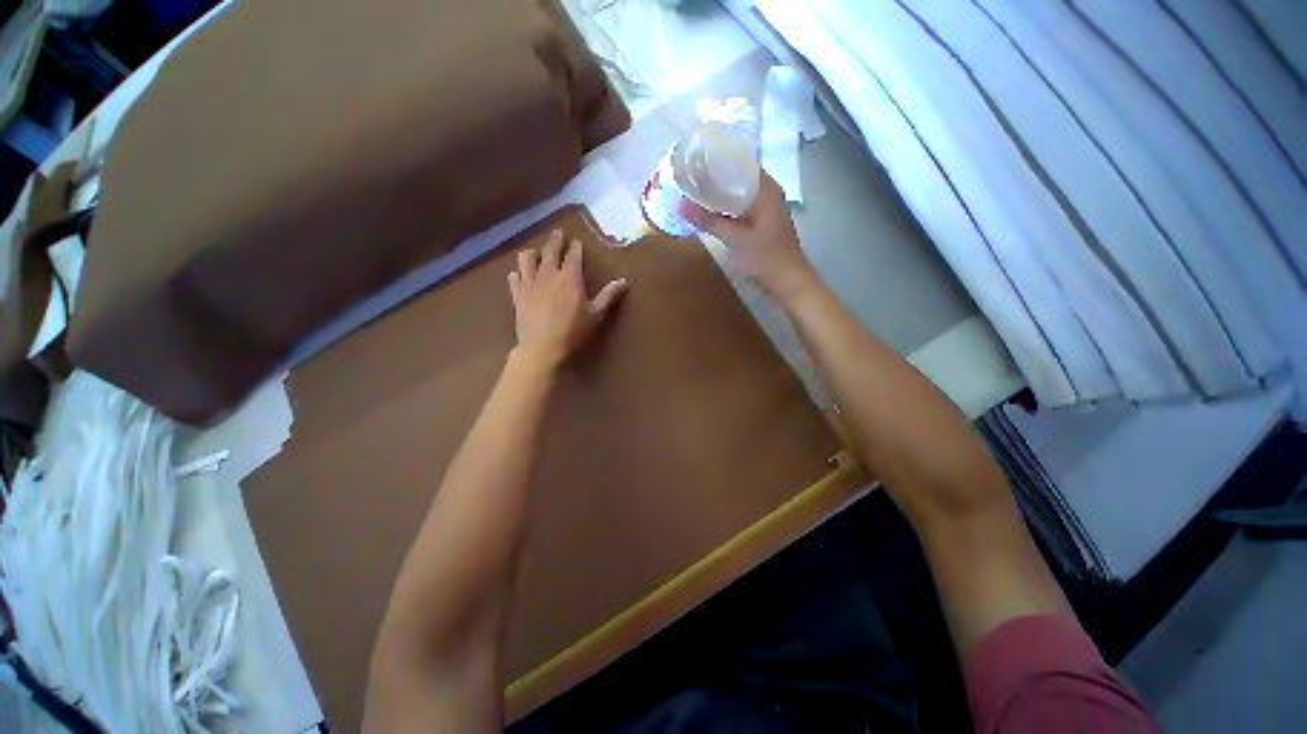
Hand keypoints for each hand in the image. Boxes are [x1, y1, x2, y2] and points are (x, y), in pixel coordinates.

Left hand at [508, 230, 627, 369]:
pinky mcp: (517, 295)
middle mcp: (548, 274)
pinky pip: (514, 278)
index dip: (576, 247)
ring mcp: (530, 283)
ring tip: (536, 253)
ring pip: (526, 259)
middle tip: (558, 233)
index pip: (573, 255)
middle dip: (556, 240)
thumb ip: (609, 295)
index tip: (577, 241)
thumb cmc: (573, 331)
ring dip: (532, 253)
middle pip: (550, 250)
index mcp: (570, 278)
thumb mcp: (596, 314)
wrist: (542, 347)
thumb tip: (624, 281)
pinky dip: (517, 273)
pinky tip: (519, 275)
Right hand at [679, 172, 818, 301]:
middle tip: (688, 177)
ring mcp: (766, 208)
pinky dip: (726, 207)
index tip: (694, 160)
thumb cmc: (765, 257)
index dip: (717, 158)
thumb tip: (679, 205)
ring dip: (719, 193)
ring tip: (694, 191)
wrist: (789, 281)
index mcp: (765, 188)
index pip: (740, 159)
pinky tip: (710, 212)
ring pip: (738, 193)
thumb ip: (708, 221)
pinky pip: (740, 207)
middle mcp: (767, 192)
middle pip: (737, 176)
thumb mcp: (735, 239)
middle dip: (714, 177)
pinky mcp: (762, 222)